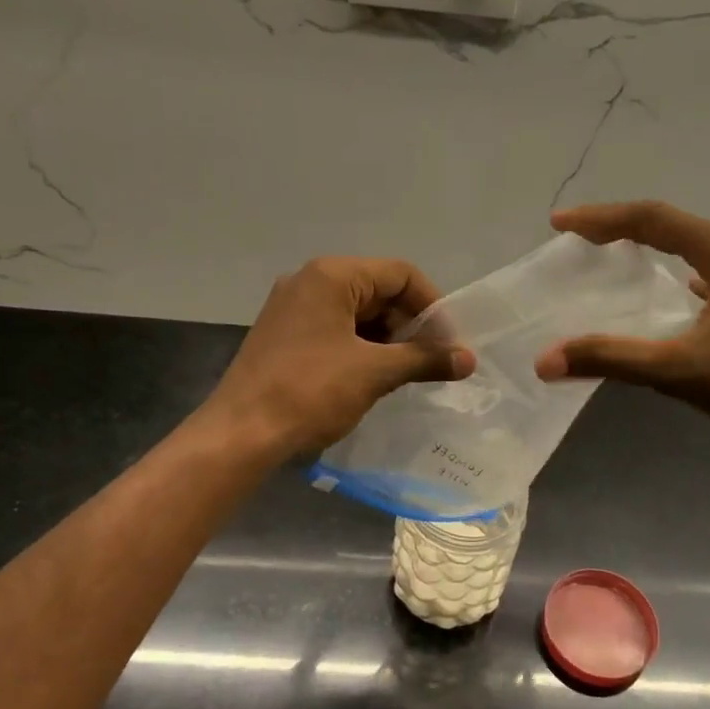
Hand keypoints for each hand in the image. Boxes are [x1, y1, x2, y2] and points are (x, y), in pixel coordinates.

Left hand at [207, 256, 474, 454]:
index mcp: (332, 275)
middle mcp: (310, 281)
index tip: (450, 345)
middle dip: (410, 326)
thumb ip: (425, 359)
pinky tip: (374, 378)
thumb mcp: (374, 372)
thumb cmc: (310, 392)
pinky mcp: (284, 335)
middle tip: (431, 363)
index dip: (432, 307)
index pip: (400, 274)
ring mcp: (293, 308)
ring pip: (357, 313)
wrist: (241, 434)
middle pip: (378, 291)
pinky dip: (361, 348)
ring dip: (388, 340)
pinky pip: (335, 330)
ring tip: (406, 375)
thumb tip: (469, 360)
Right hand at [533, 201, 709, 461]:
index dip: (599, 218)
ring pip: (689, 247)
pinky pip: (704, 274)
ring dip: (647, 248)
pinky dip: (672, 275)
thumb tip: (545, 360)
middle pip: (669, 225)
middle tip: (575, 239)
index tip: (558, 224)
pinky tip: (669, 292)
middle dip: (618, 228)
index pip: (651, 218)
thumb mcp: (681, 371)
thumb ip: (612, 359)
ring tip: (609, 258)